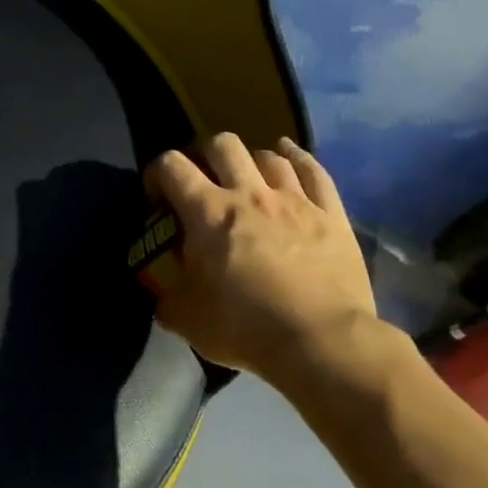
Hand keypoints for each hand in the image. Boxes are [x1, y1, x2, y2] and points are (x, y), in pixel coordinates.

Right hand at [145, 134, 375, 384]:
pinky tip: (289, 156)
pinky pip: (314, 170)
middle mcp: (248, 194)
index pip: (171, 166)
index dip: (156, 173)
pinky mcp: (331, 214)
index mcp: (207, 213)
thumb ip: (168, 299)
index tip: (157, 199)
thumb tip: (164, 296)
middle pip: (222, 145)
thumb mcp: (187, 319)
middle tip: (203, 182)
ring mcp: (294, 200)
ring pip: (267, 155)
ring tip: (247, 180)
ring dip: (250, 162)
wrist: (322, 342)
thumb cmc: (245, 328)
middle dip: (205, 155)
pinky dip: (297, 158)